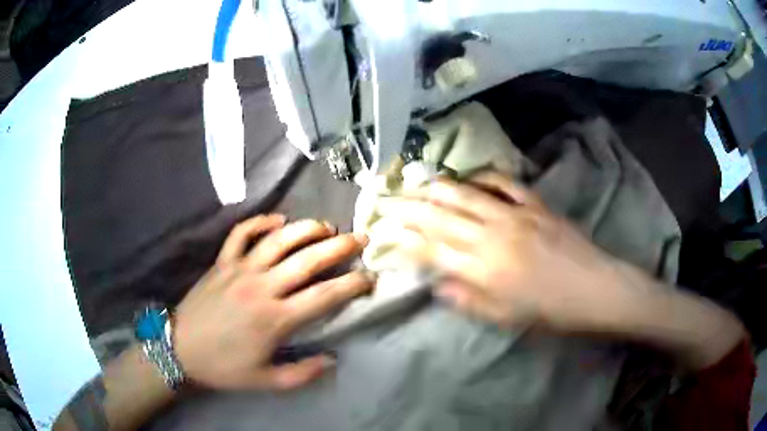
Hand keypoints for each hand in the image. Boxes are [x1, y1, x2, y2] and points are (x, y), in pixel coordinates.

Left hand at [172, 215, 370, 390]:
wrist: (181, 349)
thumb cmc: (224, 367)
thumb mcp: (267, 382)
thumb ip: (303, 373)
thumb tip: (332, 359)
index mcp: (275, 319)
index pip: (324, 296)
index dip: (352, 285)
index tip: (370, 278)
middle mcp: (261, 287)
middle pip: (307, 259)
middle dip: (339, 247)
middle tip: (360, 238)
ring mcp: (239, 269)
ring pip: (278, 239)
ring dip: (306, 228)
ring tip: (326, 226)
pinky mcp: (221, 262)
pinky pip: (242, 233)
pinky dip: (260, 222)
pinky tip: (277, 219)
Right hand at [376, 172, 624, 330]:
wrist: (594, 289)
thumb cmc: (549, 311)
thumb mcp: (505, 317)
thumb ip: (467, 299)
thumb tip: (437, 285)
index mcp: (482, 268)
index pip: (431, 249)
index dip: (404, 240)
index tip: (386, 232)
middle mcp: (491, 235)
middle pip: (441, 216)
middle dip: (409, 207)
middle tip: (388, 199)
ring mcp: (514, 214)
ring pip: (466, 194)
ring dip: (437, 187)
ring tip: (417, 182)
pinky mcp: (535, 204)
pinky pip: (504, 183)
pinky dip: (484, 176)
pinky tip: (472, 176)